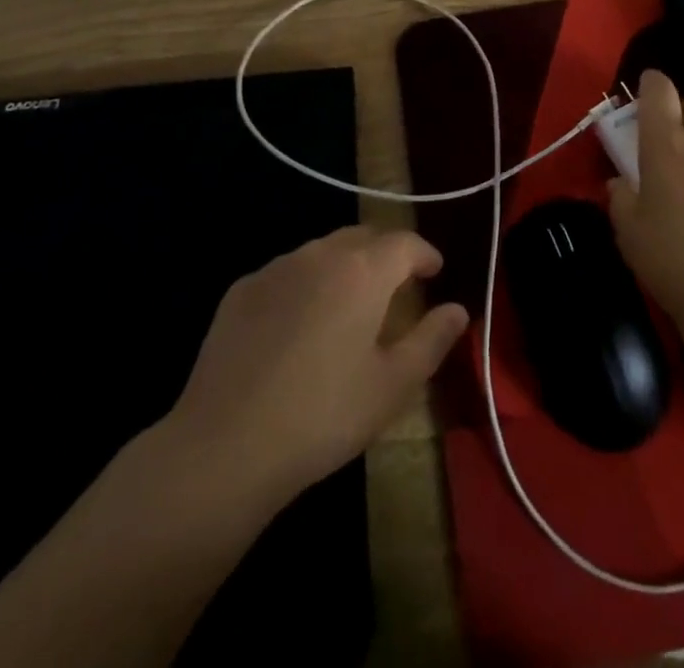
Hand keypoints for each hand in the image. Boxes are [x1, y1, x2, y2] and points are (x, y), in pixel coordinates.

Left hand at [167, 225, 468, 505]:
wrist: (225, 446)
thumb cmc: (323, 415)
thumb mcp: (392, 385)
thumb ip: (432, 340)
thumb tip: (458, 309)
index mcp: (362, 271)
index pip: (404, 243)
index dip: (425, 253)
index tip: (435, 270)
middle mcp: (319, 255)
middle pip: (363, 237)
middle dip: (386, 253)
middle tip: (398, 284)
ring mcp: (275, 268)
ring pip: (322, 251)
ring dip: (345, 265)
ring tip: (351, 301)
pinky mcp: (241, 290)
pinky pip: (286, 273)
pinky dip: (306, 283)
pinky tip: (300, 323)